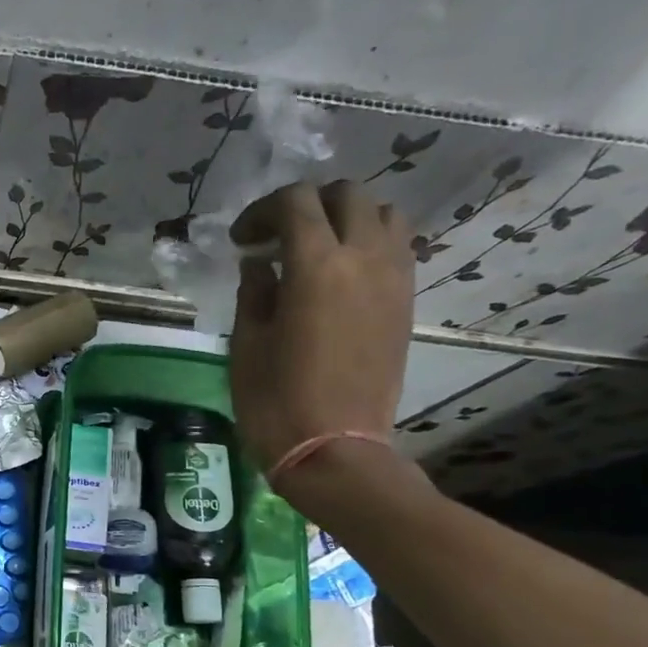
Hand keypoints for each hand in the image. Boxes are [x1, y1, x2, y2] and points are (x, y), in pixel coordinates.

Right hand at [229, 180, 418, 516]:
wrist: (335, 450)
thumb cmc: (277, 401)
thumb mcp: (247, 345)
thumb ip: (255, 292)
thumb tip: (261, 263)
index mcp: (317, 267)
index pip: (295, 203)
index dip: (262, 211)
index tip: (241, 241)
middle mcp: (364, 259)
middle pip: (346, 195)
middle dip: (307, 205)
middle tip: (277, 237)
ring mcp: (394, 280)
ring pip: (384, 214)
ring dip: (347, 219)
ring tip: (318, 250)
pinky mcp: (406, 303)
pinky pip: (398, 248)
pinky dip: (370, 243)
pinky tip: (342, 275)